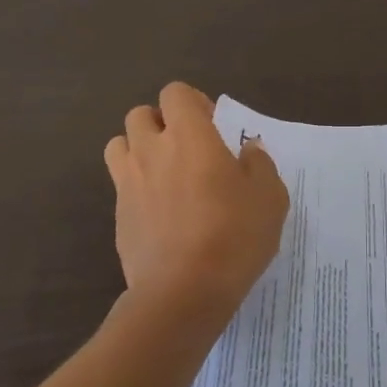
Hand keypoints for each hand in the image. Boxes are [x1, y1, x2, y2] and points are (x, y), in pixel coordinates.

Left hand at [102, 83, 289, 328]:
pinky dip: (136, 188)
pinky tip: (159, 213)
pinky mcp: (117, 217)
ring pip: (119, 145)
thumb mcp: (269, 197)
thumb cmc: (233, 235)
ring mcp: (128, 183)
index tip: (212, 126)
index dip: (192, 103)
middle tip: (187, 148)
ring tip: (164, 173)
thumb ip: (259, 164)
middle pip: (140, 115)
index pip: (175, 93)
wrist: (183, 293)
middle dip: (161, 123)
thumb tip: (249, 150)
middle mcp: (151, 150)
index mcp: (189, 135)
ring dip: (139, 149)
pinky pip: (120, 186)